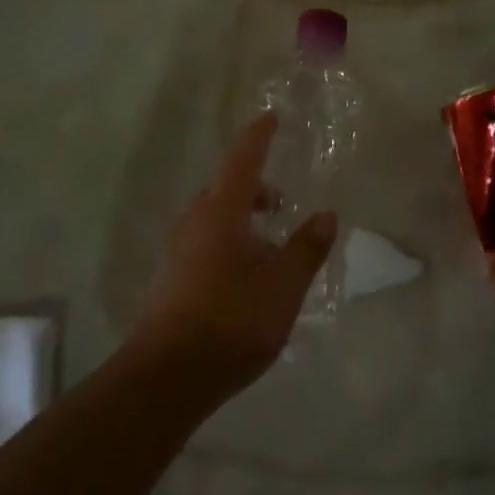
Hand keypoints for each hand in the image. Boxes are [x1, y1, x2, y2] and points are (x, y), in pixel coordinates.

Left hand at [130, 114, 336, 396]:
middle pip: (226, 189)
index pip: (243, 160)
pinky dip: (231, 242)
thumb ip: (307, 248)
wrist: (167, 376)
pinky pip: (206, 243)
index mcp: (221, 212)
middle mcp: (195, 222)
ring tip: (272, 243)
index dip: (259, 137)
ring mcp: (179, 251)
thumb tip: (326, 215)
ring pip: (215, 218)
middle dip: (255, 186)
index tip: (272, 118)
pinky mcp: (172, 279)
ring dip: (242, 218)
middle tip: (282, 202)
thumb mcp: (283, 285)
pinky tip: (249, 275)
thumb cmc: (232, 320)